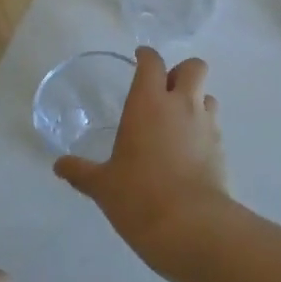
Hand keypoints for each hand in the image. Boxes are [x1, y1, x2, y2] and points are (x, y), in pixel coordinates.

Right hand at [53, 47, 236, 270]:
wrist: (190, 225)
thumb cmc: (138, 196)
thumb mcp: (102, 185)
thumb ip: (81, 171)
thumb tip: (59, 165)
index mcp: (149, 103)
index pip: (152, 63)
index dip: (146, 56)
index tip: (140, 58)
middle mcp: (181, 105)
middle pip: (194, 67)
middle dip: (181, 72)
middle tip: (164, 91)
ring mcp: (206, 125)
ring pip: (207, 95)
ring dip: (195, 101)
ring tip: (178, 123)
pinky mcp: (221, 148)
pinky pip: (214, 126)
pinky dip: (202, 130)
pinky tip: (189, 152)